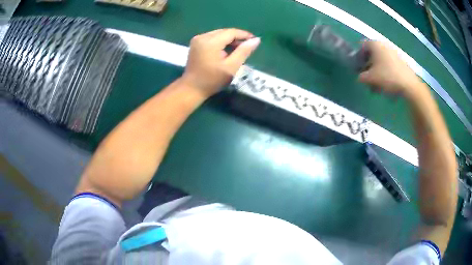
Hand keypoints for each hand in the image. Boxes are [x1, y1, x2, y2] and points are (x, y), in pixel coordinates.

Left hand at [181, 28, 260, 96]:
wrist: (192, 89)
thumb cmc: (212, 80)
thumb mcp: (231, 67)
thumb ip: (244, 52)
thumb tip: (256, 40)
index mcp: (210, 42)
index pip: (231, 32)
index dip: (244, 35)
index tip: (255, 40)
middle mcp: (202, 37)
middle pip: (224, 32)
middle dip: (237, 37)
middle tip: (247, 46)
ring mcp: (197, 39)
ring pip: (218, 34)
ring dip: (229, 39)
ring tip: (238, 49)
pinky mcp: (195, 43)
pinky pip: (212, 38)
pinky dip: (221, 42)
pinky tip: (226, 50)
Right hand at [358, 41, 422, 97]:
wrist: (409, 85)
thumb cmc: (387, 77)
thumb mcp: (370, 79)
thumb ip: (361, 77)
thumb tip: (360, 77)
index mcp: (374, 44)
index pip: (362, 46)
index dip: (358, 57)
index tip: (360, 69)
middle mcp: (383, 44)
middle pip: (372, 54)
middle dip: (369, 67)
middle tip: (369, 79)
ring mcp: (393, 52)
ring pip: (381, 61)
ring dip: (378, 72)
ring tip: (378, 86)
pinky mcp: (401, 61)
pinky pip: (389, 65)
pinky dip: (386, 73)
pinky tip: (388, 85)